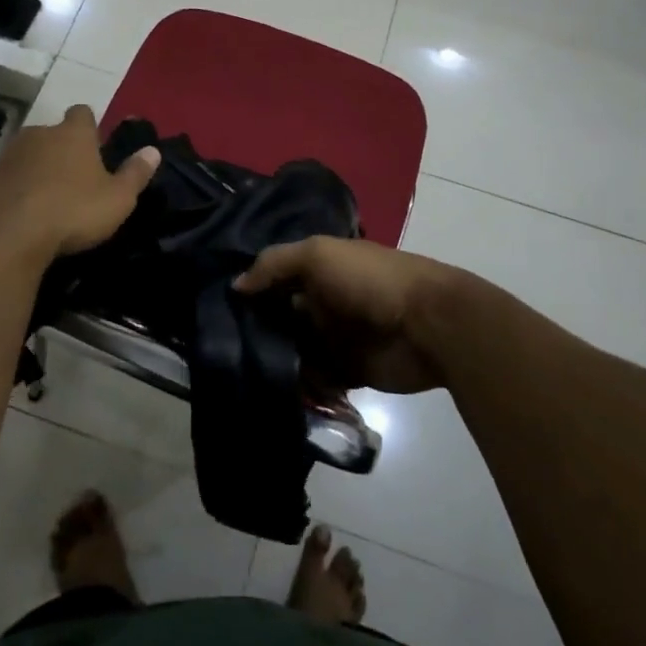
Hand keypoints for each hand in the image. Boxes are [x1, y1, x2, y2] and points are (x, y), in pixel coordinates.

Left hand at [0, 106, 160, 260]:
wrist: (7, 236)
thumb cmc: (73, 211)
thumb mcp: (118, 198)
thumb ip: (136, 173)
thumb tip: (153, 150)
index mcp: (74, 133)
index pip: (83, 113)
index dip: (90, 127)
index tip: (96, 146)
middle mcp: (40, 134)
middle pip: (54, 132)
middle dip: (63, 148)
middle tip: (76, 177)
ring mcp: (10, 154)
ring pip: (30, 153)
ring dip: (40, 168)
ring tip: (51, 196)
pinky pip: (11, 176)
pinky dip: (20, 186)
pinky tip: (27, 210)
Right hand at [235, 236, 459, 393]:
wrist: (429, 325)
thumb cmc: (371, 280)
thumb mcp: (318, 255)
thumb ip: (275, 264)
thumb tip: (236, 285)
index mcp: (319, 269)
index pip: (275, 278)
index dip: (250, 289)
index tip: (215, 306)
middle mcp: (323, 302)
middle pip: (280, 317)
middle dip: (255, 330)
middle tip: (222, 347)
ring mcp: (336, 338)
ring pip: (294, 351)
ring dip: (274, 360)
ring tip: (240, 373)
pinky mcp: (348, 372)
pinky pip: (315, 380)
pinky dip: (299, 386)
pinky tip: (272, 390)